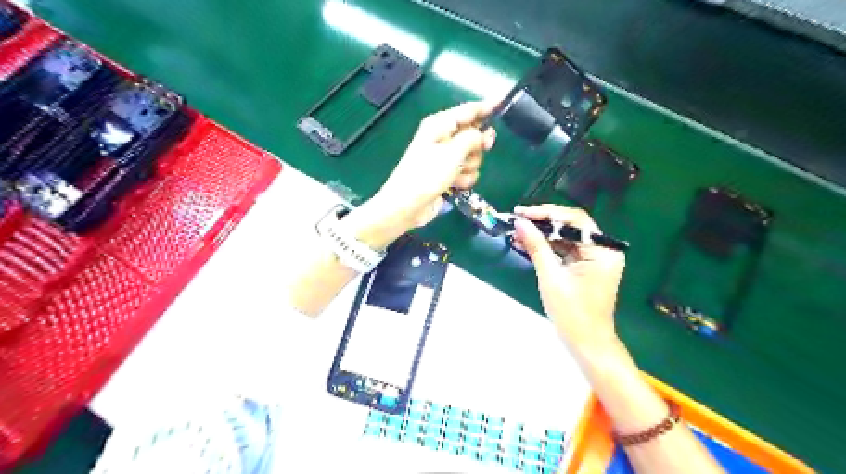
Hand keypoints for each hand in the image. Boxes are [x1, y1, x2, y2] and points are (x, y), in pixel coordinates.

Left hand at [372, 101, 496, 229]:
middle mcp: (443, 138)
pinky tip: (454, 186)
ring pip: (473, 156)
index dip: (487, 106)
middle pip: (473, 134)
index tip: (505, 101)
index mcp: (440, 125)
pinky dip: (464, 180)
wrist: (408, 205)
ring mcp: (445, 158)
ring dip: (469, 167)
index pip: (468, 110)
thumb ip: (473, 138)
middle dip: (478, 145)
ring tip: (456, 174)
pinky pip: (467, 172)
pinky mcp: (448, 175)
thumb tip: (485, 133)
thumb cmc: (427, 174)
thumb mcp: (453, 151)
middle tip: (484, 148)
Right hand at [512, 203, 622, 355]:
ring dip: (542, 235)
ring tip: (516, 232)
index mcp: (603, 250)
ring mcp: (595, 258)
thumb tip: (519, 223)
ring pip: (565, 237)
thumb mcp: (551, 277)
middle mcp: (603, 249)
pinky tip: (526, 244)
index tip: (522, 213)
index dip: (547, 213)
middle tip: (517, 219)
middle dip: (542, 222)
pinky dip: (547, 247)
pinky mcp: (586, 266)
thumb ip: (536, 246)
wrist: (587, 344)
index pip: (574, 220)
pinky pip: (565, 250)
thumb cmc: (572, 313)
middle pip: (570, 226)